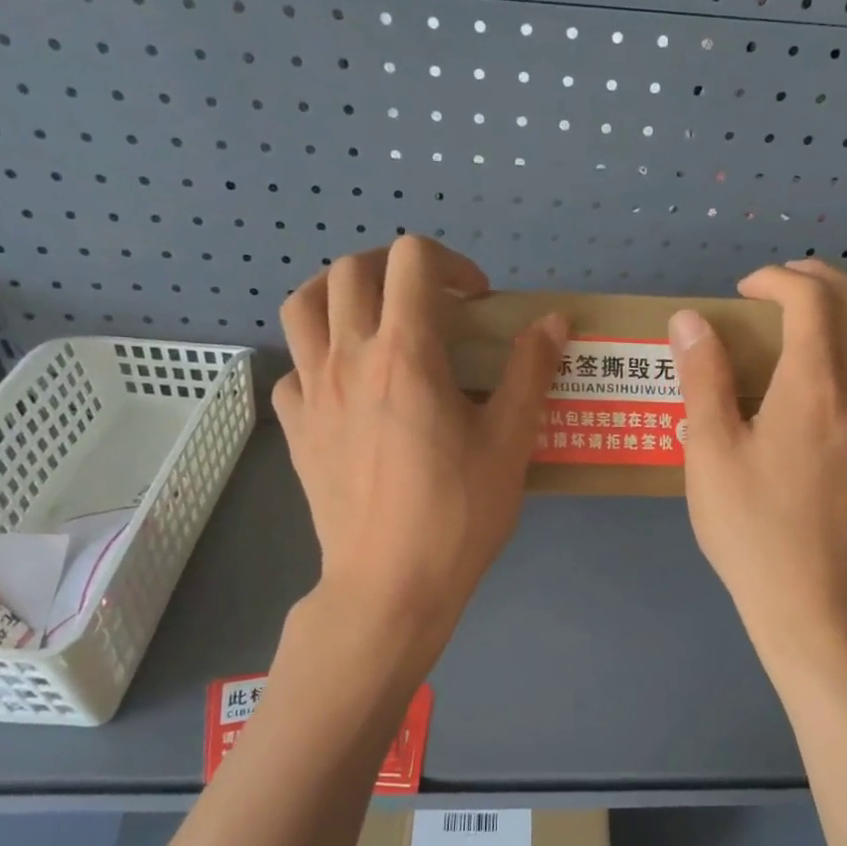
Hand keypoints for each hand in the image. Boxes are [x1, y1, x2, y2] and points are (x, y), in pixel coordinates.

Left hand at [274, 236, 565, 645]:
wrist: (389, 585)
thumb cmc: (457, 514)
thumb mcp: (509, 443)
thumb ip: (530, 372)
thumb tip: (553, 321)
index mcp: (406, 353)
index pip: (412, 260)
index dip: (451, 263)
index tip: (476, 301)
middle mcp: (348, 358)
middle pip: (351, 269)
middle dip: (395, 268)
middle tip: (428, 301)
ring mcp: (312, 392)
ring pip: (302, 305)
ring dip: (338, 294)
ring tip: (372, 320)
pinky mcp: (295, 428)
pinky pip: (294, 369)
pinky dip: (318, 359)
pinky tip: (346, 388)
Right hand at [669, 259, 846, 655]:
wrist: (809, 601)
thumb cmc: (750, 527)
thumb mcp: (709, 451)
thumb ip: (702, 378)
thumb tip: (691, 319)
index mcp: (814, 385)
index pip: (812, 300)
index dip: (778, 280)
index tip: (743, 292)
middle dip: (823, 280)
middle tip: (783, 287)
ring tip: (844, 318)